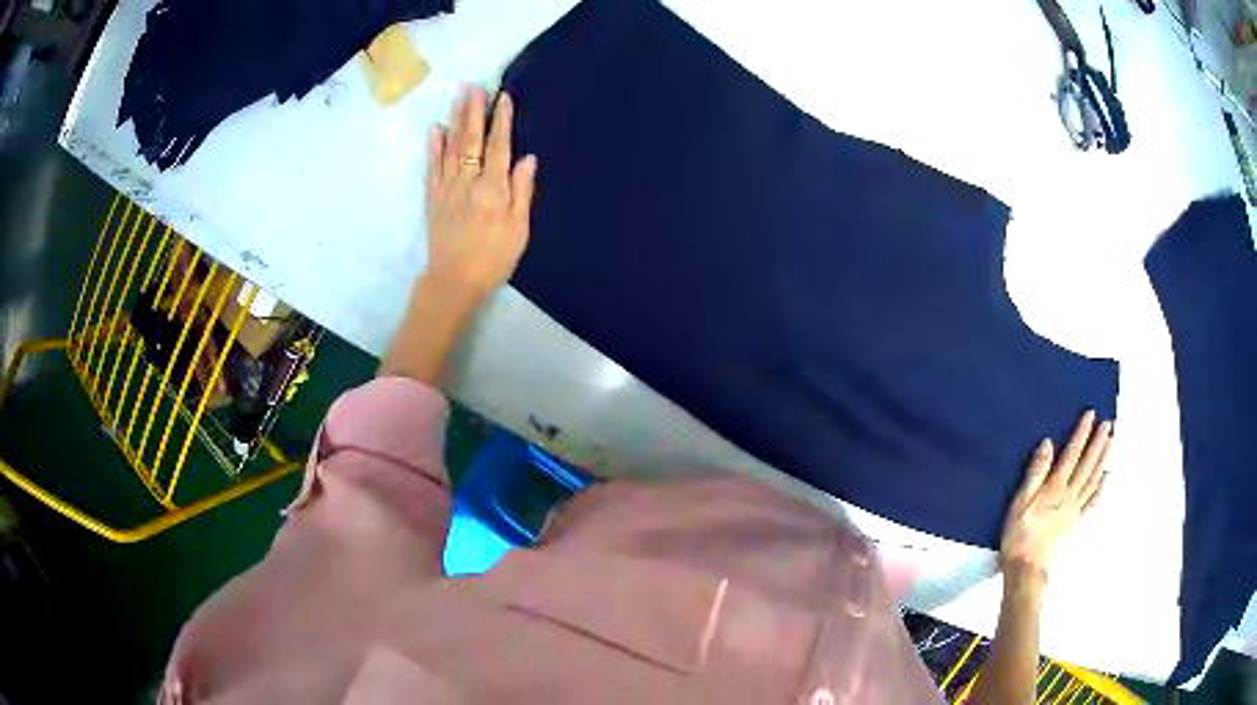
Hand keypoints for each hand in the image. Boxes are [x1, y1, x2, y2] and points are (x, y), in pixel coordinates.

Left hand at [423, 86, 537, 302]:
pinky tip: (435, 128)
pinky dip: (433, 146)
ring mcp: (447, 188)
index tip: (503, 96)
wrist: (454, 281)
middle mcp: (468, 182)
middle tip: (474, 85)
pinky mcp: (432, 198)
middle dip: (473, 110)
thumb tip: (527, 158)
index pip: (498, 146)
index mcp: (493, 189)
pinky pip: (431, 167)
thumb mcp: (519, 230)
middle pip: (471, 139)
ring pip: (450, 147)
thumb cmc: (493, 258)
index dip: (501, 120)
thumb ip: (522, 192)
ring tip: (458, 96)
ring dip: (455, 119)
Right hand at [999, 411, 1111, 584]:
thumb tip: (1048, 444)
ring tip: (1112, 441)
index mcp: (1055, 487)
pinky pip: (1092, 501)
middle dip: (1099, 442)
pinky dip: (1101, 486)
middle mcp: (1069, 495)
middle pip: (1088, 464)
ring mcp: (1075, 509)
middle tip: (1109, 423)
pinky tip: (1106, 477)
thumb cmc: (1018, 536)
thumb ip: (1035, 473)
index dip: (1082, 433)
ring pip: (1094, 479)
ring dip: (1104, 458)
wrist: (1027, 569)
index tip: (1091, 415)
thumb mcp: (1019, 503)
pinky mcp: (1076, 523)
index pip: (1072, 453)